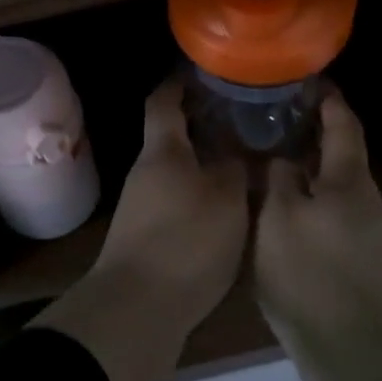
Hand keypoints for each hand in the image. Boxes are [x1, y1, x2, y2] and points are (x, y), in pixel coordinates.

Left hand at [95, 78, 248, 322]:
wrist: (137, 308)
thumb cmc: (185, 241)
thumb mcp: (226, 200)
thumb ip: (236, 169)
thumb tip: (239, 152)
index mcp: (162, 151)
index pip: (163, 101)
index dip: (179, 82)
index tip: (203, 72)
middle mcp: (146, 172)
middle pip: (172, 137)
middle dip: (203, 126)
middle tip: (243, 120)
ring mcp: (142, 206)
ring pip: (177, 171)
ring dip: (204, 163)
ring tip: (244, 163)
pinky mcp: (146, 237)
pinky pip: (177, 201)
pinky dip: (200, 195)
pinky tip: (227, 208)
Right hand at [254, 90, 381, 354]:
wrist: (351, 352)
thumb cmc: (310, 274)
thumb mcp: (278, 218)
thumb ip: (278, 179)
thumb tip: (281, 159)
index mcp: (348, 181)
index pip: (343, 124)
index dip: (328, 98)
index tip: (305, 79)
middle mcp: (363, 200)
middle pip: (340, 153)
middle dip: (311, 130)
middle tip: (272, 115)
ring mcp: (363, 232)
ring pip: (332, 183)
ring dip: (306, 165)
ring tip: (268, 154)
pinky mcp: (354, 259)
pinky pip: (328, 210)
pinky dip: (306, 196)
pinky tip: (278, 205)